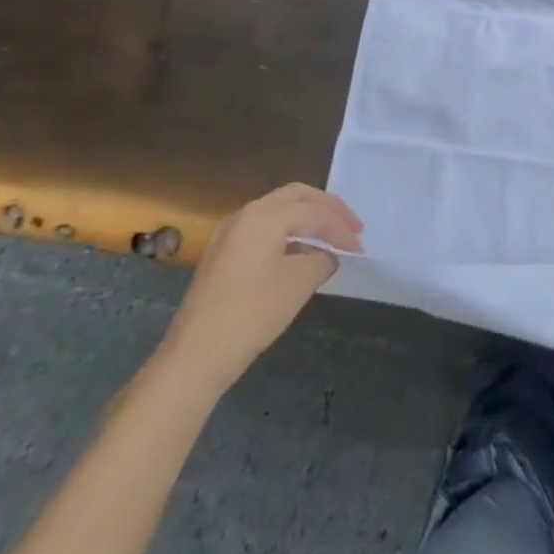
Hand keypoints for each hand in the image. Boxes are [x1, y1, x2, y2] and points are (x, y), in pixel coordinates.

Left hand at [155, 184, 362, 393]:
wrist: (194, 357)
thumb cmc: (251, 314)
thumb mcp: (298, 284)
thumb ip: (321, 259)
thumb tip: (327, 255)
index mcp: (264, 215)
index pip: (313, 211)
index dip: (340, 227)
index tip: (359, 247)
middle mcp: (246, 214)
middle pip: (296, 196)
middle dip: (327, 209)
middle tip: (351, 226)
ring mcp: (230, 233)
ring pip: (278, 210)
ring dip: (307, 219)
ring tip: (330, 237)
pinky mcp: (223, 253)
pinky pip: (264, 228)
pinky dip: (288, 232)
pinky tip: (300, 253)